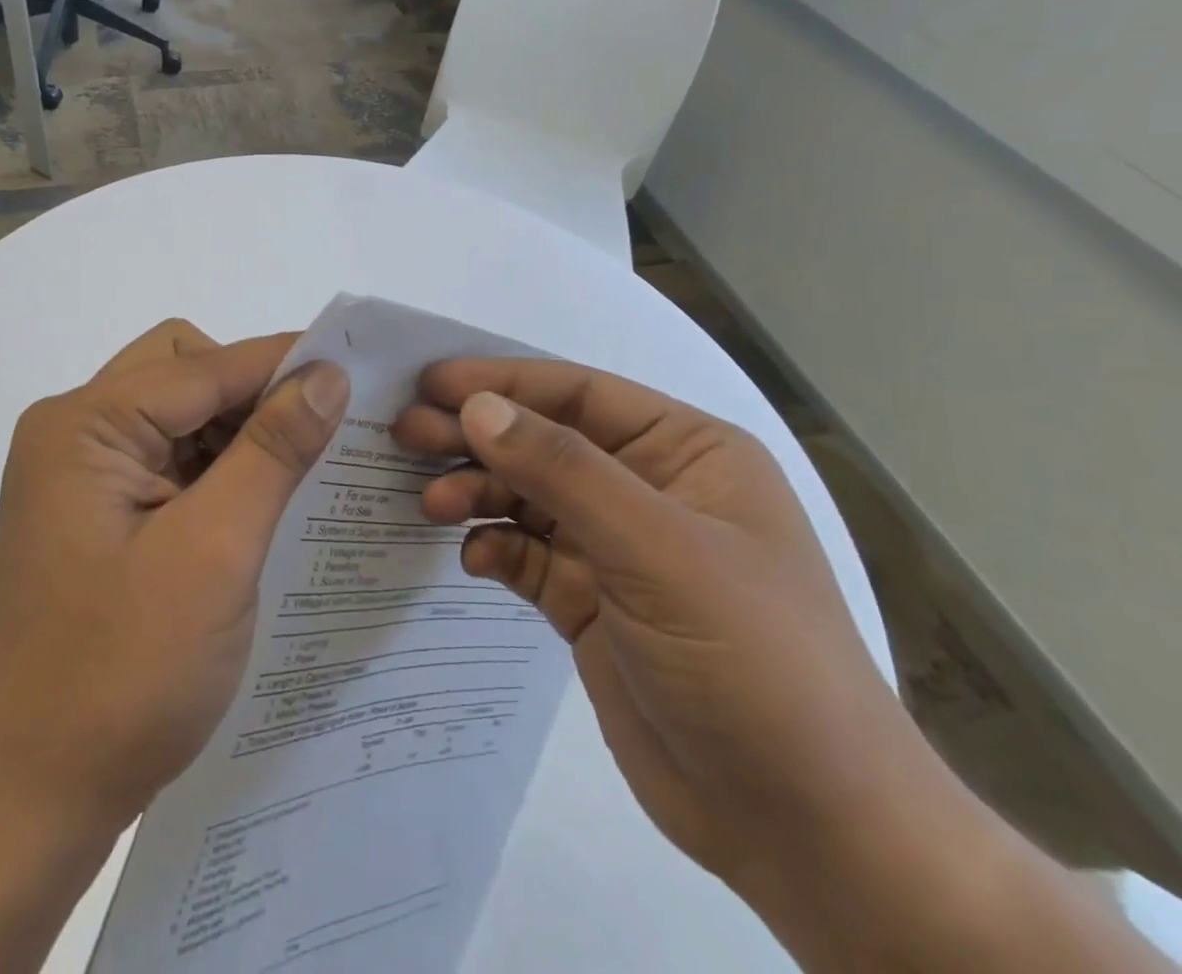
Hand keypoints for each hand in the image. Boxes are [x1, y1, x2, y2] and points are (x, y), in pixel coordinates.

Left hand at [0, 319, 349, 833]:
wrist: (43, 790)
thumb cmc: (127, 672)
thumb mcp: (214, 552)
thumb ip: (271, 452)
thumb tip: (325, 374)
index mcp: (82, 427)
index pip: (199, 367)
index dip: (279, 363)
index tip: (353, 369)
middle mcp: (70, 431)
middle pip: (179, 371)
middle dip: (248, 392)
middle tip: (313, 435)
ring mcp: (76, 470)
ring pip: (175, 411)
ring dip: (234, 430)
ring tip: (295, 470)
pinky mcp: (92, 507)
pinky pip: (164, 454)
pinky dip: (213, 464)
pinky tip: (255, 498)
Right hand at [392, 358, 934, 899]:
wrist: (809, 832)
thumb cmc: (752, 662)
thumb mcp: (657, 550)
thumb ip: (562, 470)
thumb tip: (476, 406)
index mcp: (686, 454)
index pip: (578, 395)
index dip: (502, 382)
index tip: (429, 384)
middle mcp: (649, 490)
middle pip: (542, 442)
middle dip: (475, 436)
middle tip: (405, 434)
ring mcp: (617, 550)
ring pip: (526, 497)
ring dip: (476, 492)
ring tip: (429, 504)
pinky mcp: (590, 603)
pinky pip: (525, 555)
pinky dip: (493, 549)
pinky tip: (472, 559)